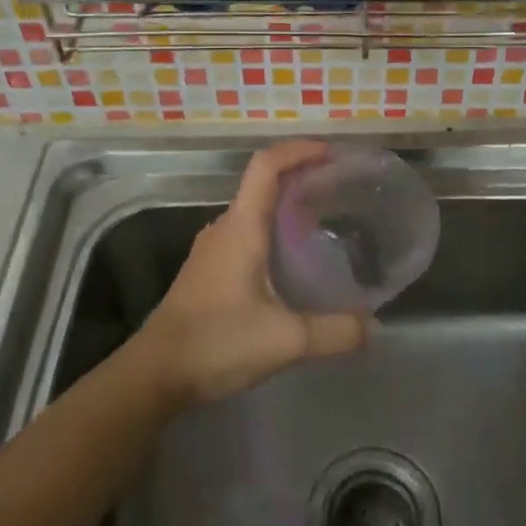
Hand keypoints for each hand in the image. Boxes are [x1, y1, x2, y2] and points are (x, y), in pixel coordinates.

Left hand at [131, 140, 368, 406]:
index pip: (267, 166)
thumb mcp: (286, 340)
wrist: (154, 375)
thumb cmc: (216, 343)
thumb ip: (335, 332)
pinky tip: (294, 263)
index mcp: (241, 228)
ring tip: (326, 222)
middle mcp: (224, 229)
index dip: (299, 150)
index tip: (332, 153)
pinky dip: (274, 232)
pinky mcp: (208, 273)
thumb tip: (371, 326)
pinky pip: (247, 235)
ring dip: (288, 207)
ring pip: (255, 212)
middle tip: (341, 189)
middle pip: (263, 184)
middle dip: (302, 178)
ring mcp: (212, 251)